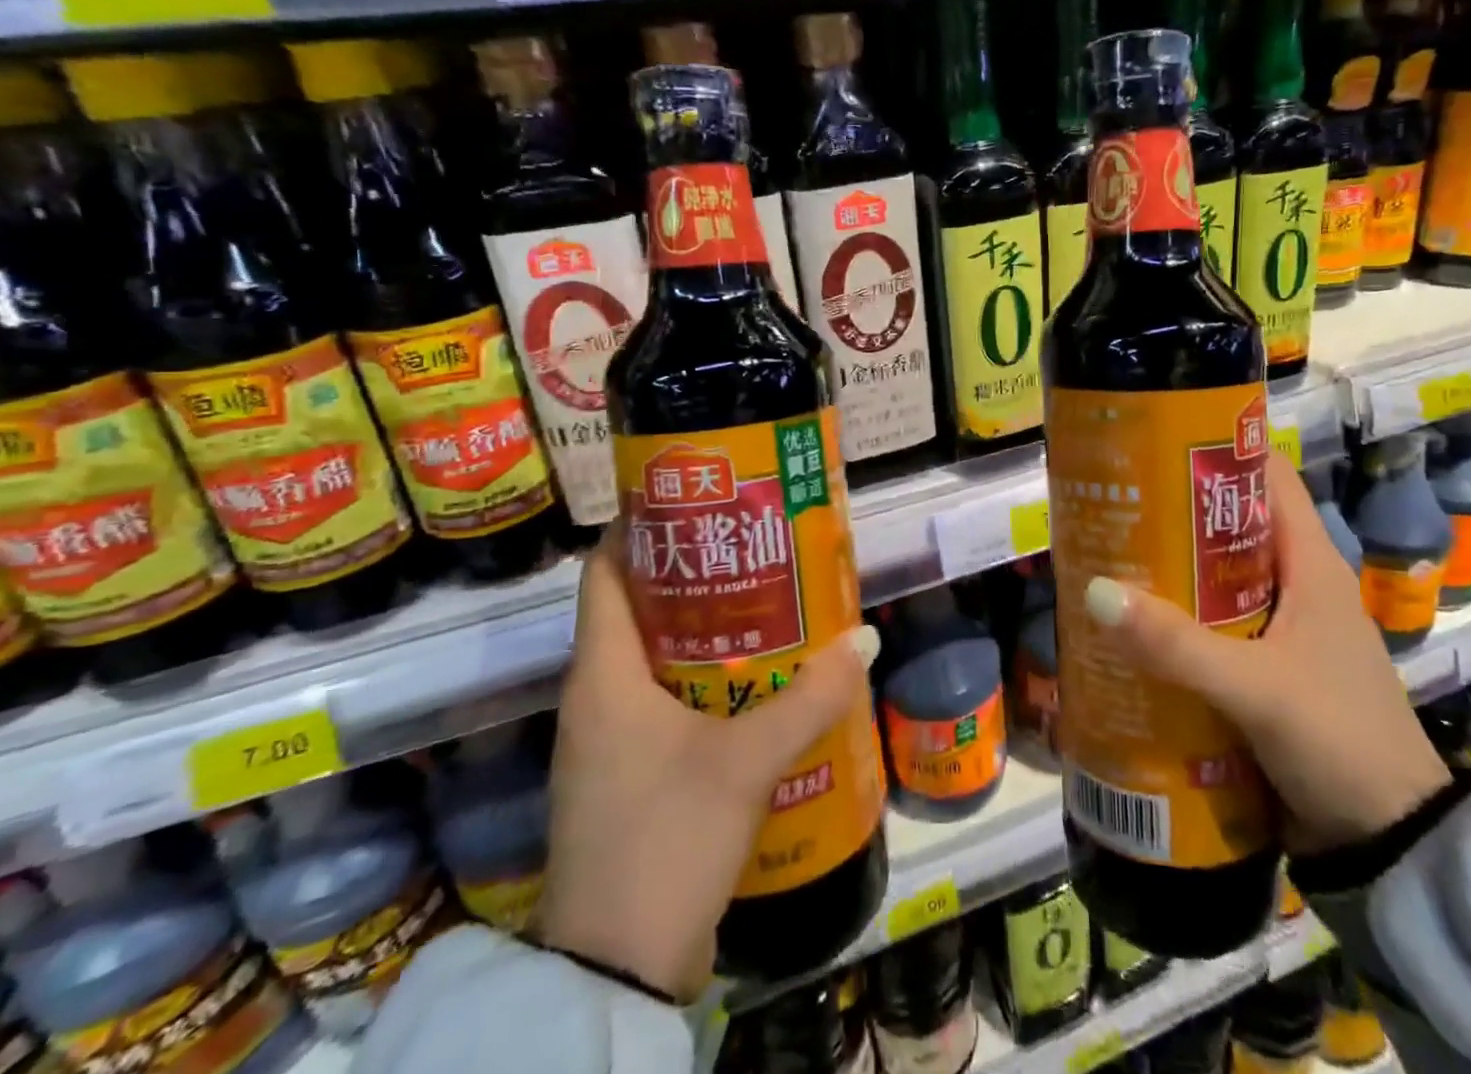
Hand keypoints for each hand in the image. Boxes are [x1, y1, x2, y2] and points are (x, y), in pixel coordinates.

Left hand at [536, 529, 878, 1000]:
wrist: (614, 976)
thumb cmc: (664, 839)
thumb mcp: (745, 762)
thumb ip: (809, 698)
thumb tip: (862, 639)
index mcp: (602, 675)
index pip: (605, 574)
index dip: (642, 530)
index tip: (698, 504)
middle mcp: (597, 699)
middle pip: (640, 611)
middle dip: (696, 578)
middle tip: (757, 550)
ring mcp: (610, 743)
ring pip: (657, 661)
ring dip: (708, 634)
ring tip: (769, 606)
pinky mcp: (631, 778)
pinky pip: (667, 706)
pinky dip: (708, 684)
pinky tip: (759, 686)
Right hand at [1085, 450, 1448, 856]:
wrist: (1389, 845)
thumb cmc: (1340, 741)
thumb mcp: (1258, 688)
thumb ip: (1178, 645)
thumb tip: (1096, 592)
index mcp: (1311, 565)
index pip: (1268, 480)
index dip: (1218, 453)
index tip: (1157, 441)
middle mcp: (1296, 587)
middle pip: (1229, 529)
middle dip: (1175, 516)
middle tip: (1114, 503)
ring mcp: (1280, 632)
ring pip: (1216, 582)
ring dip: (1169, 574)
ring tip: (1107, 559)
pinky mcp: (1265, 672)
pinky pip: (1212, 630)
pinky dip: (1175, 625)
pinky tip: (1131, 630)